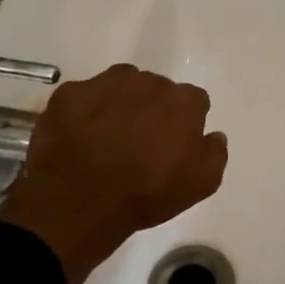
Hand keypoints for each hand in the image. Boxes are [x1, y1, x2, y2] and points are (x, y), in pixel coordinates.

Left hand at [0, 64, 227, 283]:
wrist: (80, 201)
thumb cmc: (147, 194)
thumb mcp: (201, 185)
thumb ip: (214, 153)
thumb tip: (214, 135)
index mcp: (182, 103)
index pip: (195, 101)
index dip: (187, 122)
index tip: (176, 143)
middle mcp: (147, 83)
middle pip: (157, 89)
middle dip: (153, 109)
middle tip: (141, 140)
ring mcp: (105, 84)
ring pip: (122, 85)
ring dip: (122, 102)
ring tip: (110, 135)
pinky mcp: (70, 94)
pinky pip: (85, 95)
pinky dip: (86, 111)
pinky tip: (81, 136)